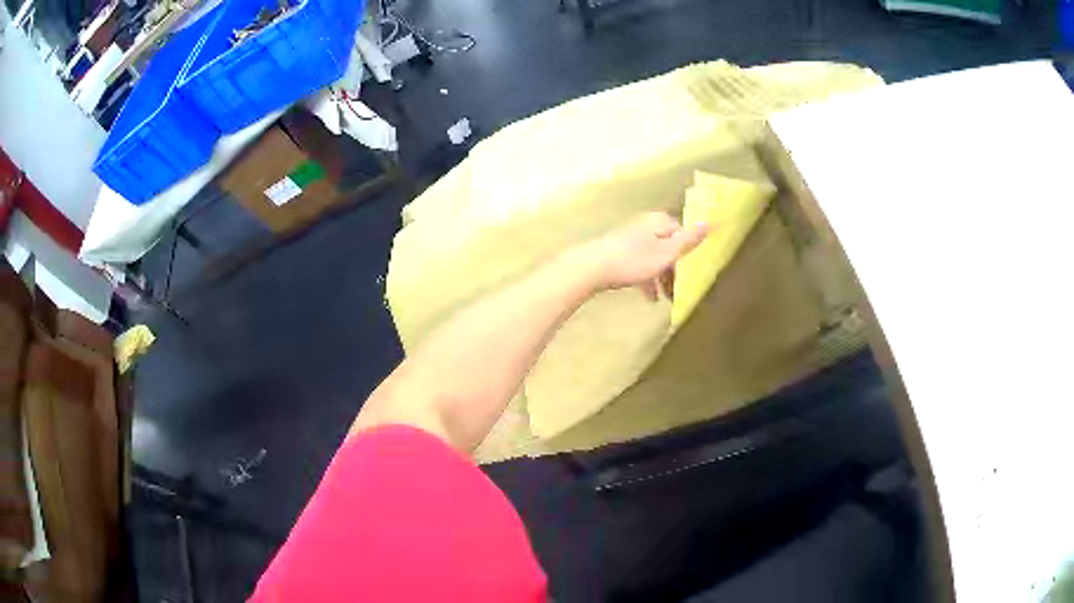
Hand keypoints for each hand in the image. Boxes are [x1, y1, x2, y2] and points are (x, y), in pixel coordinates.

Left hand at [571, 212, 708, 300]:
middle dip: (675, 269)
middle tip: (680, 290)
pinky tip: (650, 297)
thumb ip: (688, 240)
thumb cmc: (633, 261)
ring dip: (662, 277)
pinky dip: (647, 280)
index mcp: (659, 222)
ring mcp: (631, 239)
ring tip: (667, 298)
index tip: (694, 272)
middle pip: (668, 247)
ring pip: (654, 258)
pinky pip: (640, 266)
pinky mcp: (619, 253)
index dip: (689, 253)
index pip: (683, 233)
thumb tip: (710, 222)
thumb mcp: (667, 253)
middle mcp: (646, 226)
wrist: (592, 268)